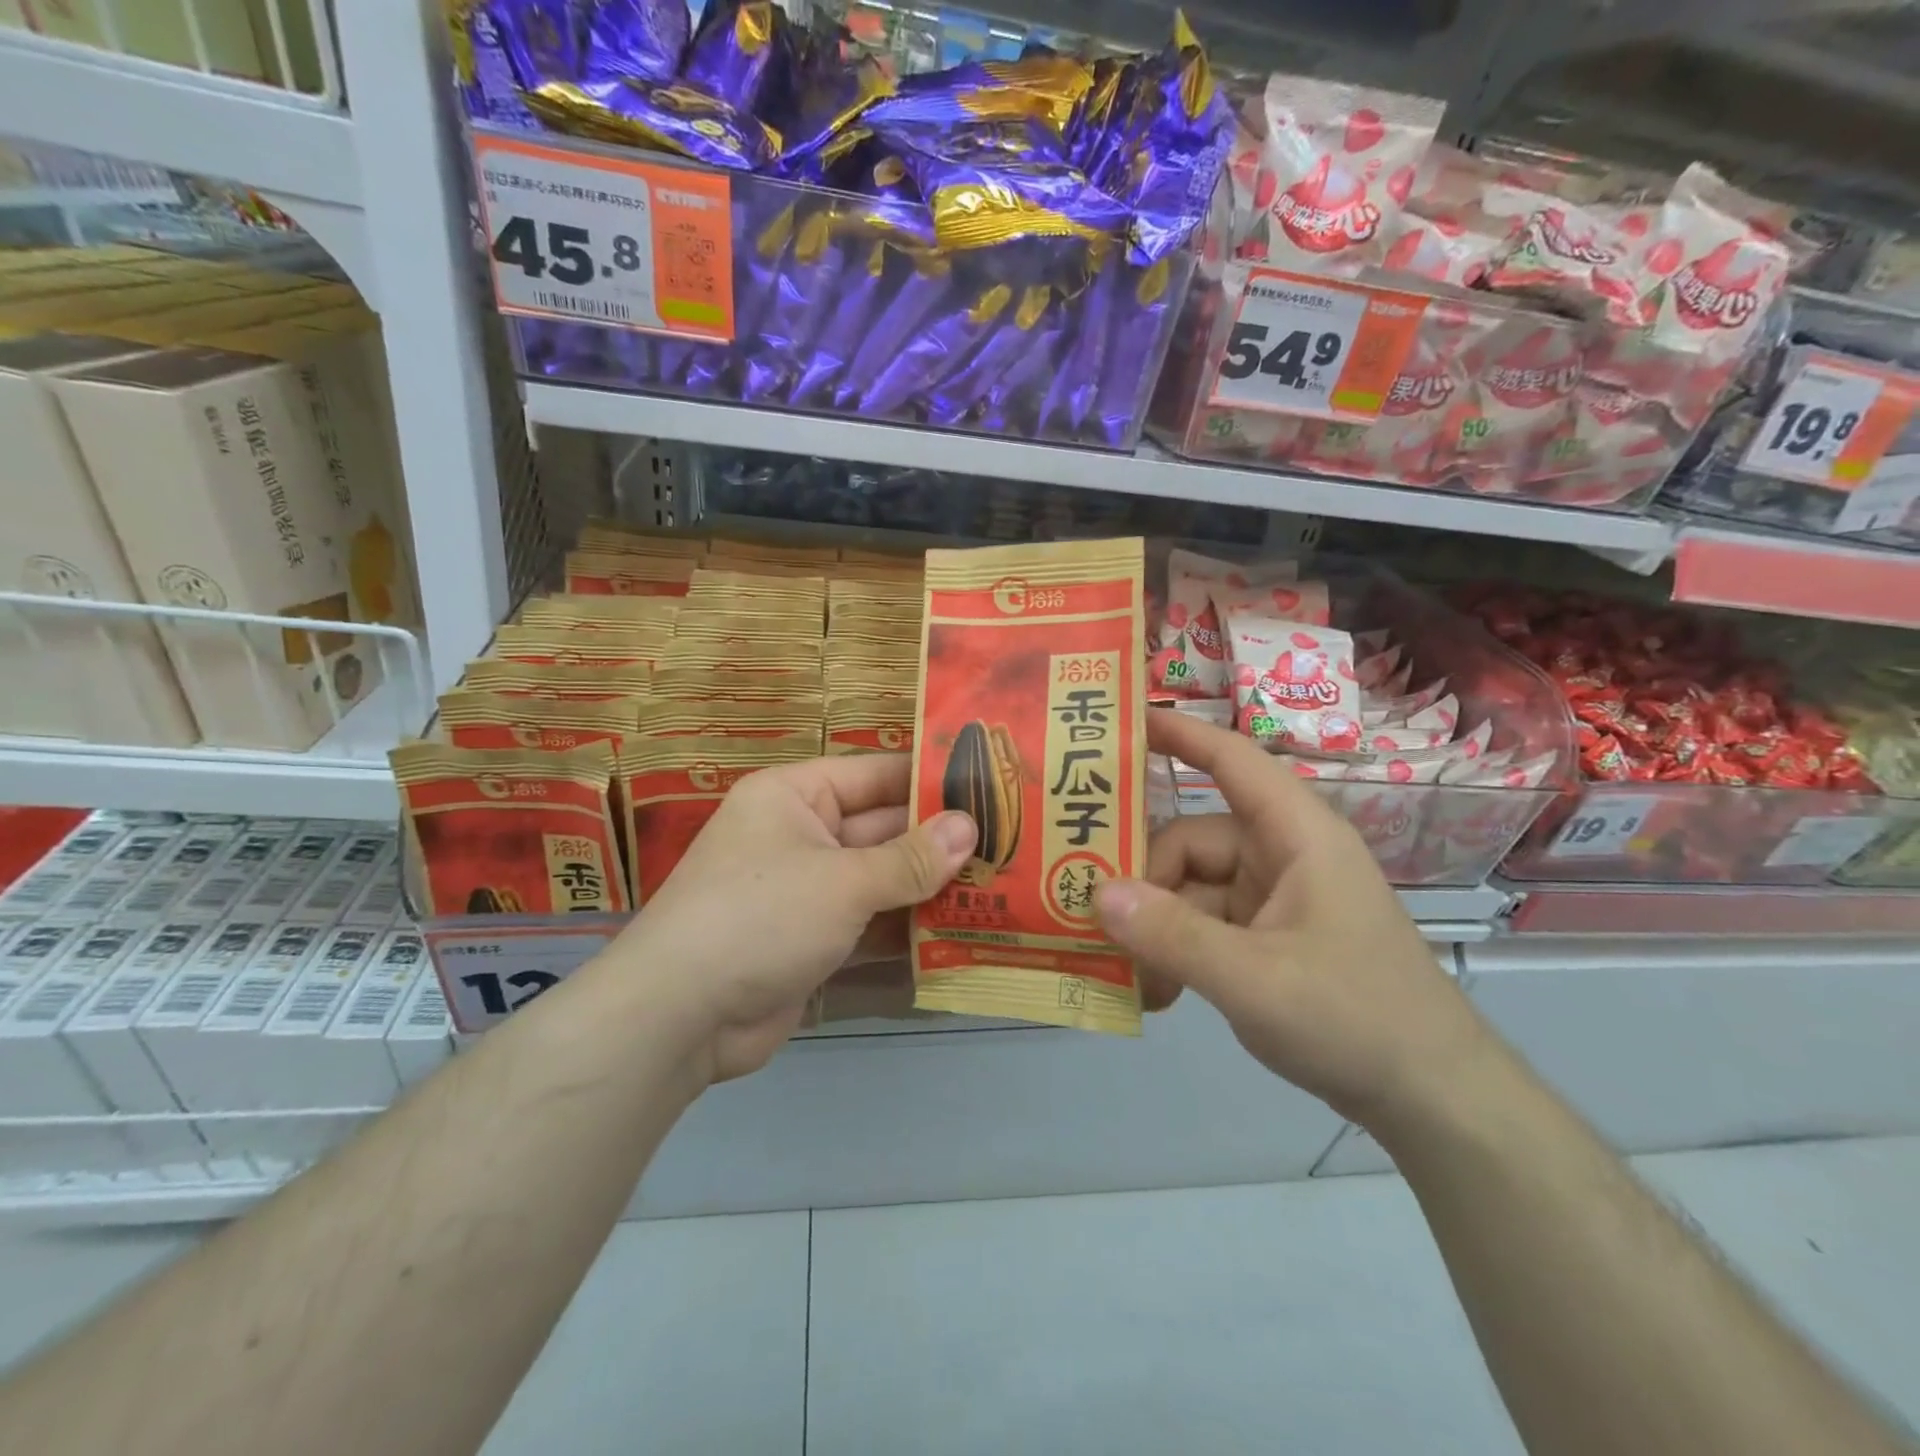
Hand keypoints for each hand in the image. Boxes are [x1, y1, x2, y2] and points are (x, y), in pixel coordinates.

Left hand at [601, 754, 975, 1084]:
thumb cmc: (761, 916)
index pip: (876, 775)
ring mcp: (807, 891)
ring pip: (880, 880)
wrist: (680, 1017)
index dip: (930, 780)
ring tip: (1000, 886)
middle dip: (940, 842)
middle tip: (1010, 844)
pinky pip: (869, 924)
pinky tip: (962, 933)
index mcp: (795, 796)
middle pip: (883, 830)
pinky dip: (906, 930)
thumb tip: (970, 828)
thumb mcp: (842, 881)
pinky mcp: (812, 941)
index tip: (990, 786)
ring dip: (930, 888)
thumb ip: (910, 859)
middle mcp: (801, 835)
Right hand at [1095, 709, 1492, 1130]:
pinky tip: (1156, 993)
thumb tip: (1095, 893)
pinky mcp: (1269, 937)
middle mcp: (1282, 855)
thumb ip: (1172, 935)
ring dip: (1157, 927)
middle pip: (1192, 840)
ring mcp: (1275, 899)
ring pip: (1191, 887)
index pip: (1231, 760)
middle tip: (1095, 919)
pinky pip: (1204, 924)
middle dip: (1144, 879)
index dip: (1178, 734)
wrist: (1433, 1099)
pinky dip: (1177, 950)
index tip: (1119, 722)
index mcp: (1297, 836)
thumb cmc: (1356, 1019)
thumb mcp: (1254, 979)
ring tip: (1131, 974)